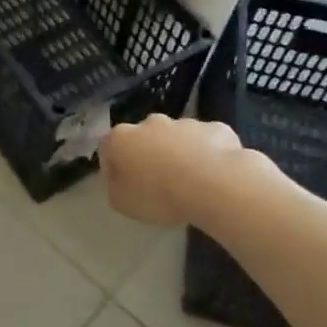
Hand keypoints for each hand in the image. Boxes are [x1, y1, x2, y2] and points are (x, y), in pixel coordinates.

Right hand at [99, 116, 252, 225]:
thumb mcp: (123, 203)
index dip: (114, 168)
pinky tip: (218, 175)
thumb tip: (118, 181)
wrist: (214, 184)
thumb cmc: (159, 195)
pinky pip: (209, 141)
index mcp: (121, 138)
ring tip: (192, 182)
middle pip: (144, 137)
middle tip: (159, 183)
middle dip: (149, 154)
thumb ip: (115, 188)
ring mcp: (184, 123)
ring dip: (180, 153)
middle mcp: (150, 123)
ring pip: (178, 137)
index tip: (124, 187)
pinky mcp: (215, 128)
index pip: (108, 148)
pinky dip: (210, 154)